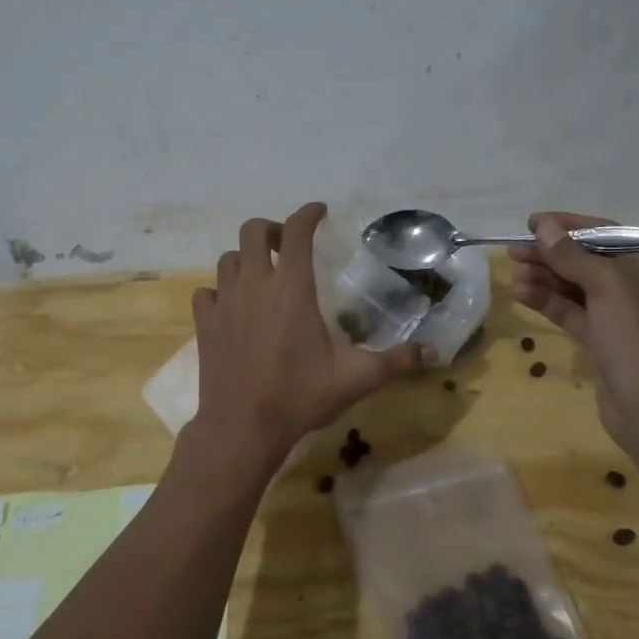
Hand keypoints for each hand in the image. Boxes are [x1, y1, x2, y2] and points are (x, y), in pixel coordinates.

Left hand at [193, 202, 424, 459]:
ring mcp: (225, 302)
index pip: (297, 231)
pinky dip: (219, 292)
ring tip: (261, 276)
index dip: (308, 214)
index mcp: (292, 287)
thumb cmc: (300, 396)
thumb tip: (433, 352)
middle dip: (271, 229)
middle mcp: (255, 284)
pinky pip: (207, 293)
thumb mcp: (356, 378)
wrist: (242, 427)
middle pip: (252, 231)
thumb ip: (396, 361)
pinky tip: (232, 308)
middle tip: (287, 245)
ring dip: (245, 259)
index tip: (319, 211)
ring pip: (227, 259)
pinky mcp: (205, 324)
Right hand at [508, 211, 638, 451]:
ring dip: (546, 279)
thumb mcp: (609, 287)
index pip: (611, 235)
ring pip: (580, 289)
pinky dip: (550, 302)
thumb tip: (542, 227)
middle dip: (553, 255)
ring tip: (512, 272)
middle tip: (514, 249)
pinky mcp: (607, 342)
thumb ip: (572, 255)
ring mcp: (627, 318)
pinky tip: (521, 293)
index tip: (533, 223)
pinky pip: (576, 313)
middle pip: (592, 261)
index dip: (570, 226)